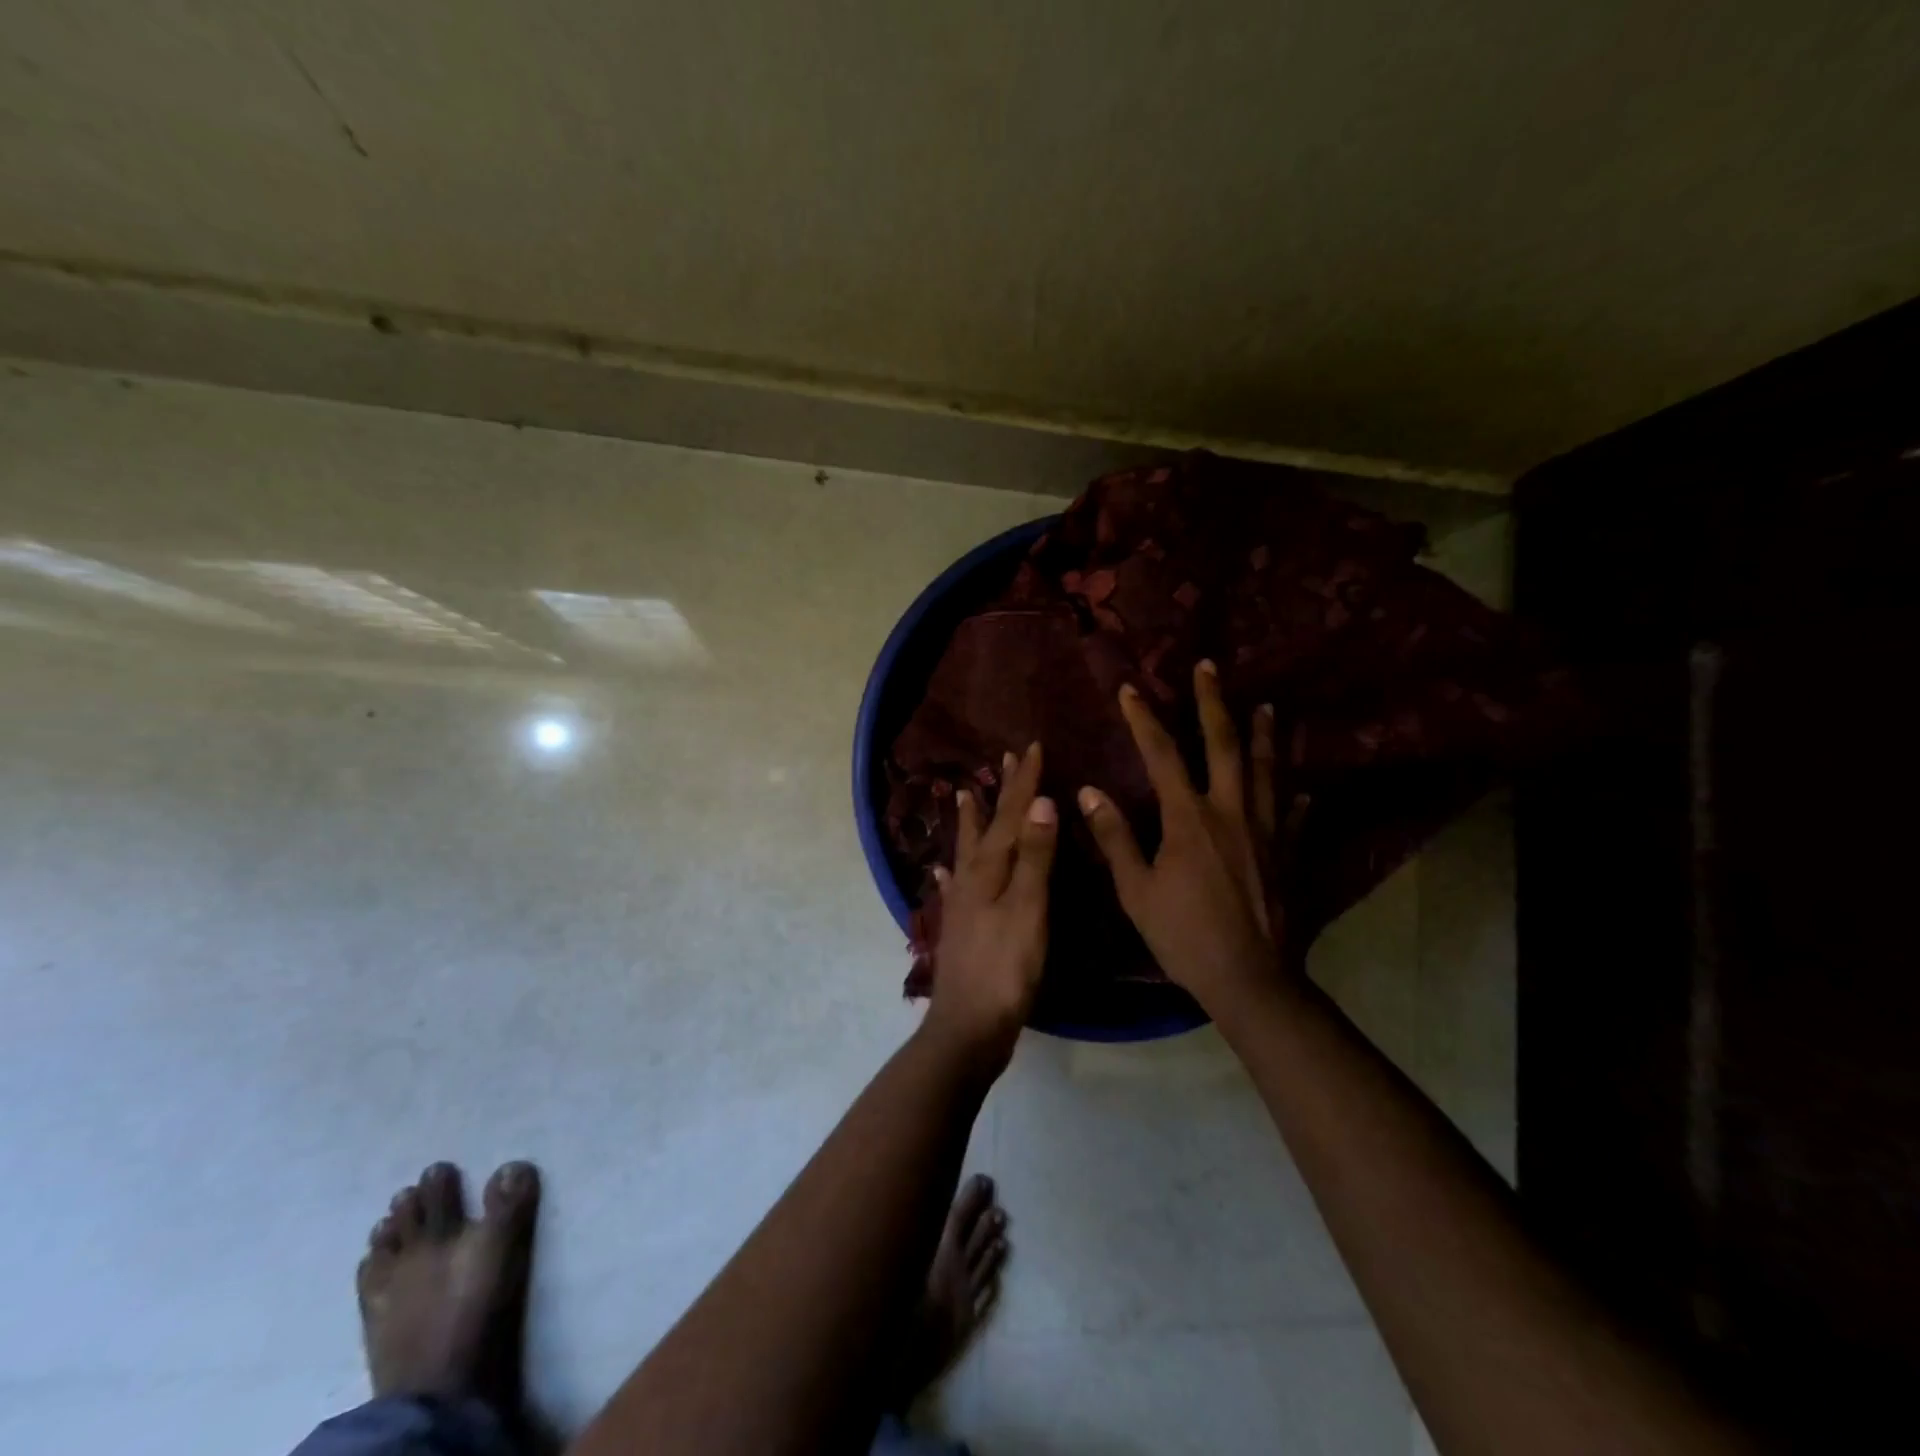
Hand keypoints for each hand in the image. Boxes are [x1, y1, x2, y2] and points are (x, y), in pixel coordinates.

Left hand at [924, 741, 1058, 1063]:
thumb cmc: (1006, 969)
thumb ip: (1034, 857)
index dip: (1024, 782)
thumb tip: (1040, 802)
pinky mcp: (960, 926)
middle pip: (988, 825)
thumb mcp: (1028, 909)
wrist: (968, 1027)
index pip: (1011, 814)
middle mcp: (970, 877)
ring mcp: (961, 902)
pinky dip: (950, 871)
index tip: (1031, 746)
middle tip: (1003, 758)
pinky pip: (953, 886)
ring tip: (962, 793)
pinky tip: (941, 870)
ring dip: (971, 820)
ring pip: (967, 849)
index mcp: (990, 868)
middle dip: (1000, 791)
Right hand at [1078, 661, 1308, 1014]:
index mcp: (1189, 818)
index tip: (1130, 689)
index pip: (1162, 755)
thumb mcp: (1136, 890)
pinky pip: (1295, 817)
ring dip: (1265, 735)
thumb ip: (1115, 837)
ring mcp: (1267, 831)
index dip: (1144, 719)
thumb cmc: (1185, 936)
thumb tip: (1089, 792)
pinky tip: (1303, 790)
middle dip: (1212, 703)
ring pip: (1268, 771)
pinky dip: (1296, 799)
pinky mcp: (1289, 855)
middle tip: (1209, 667)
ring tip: (1267, 706)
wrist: (1251, 979)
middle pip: (1224, 744)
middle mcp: (1231, 811)